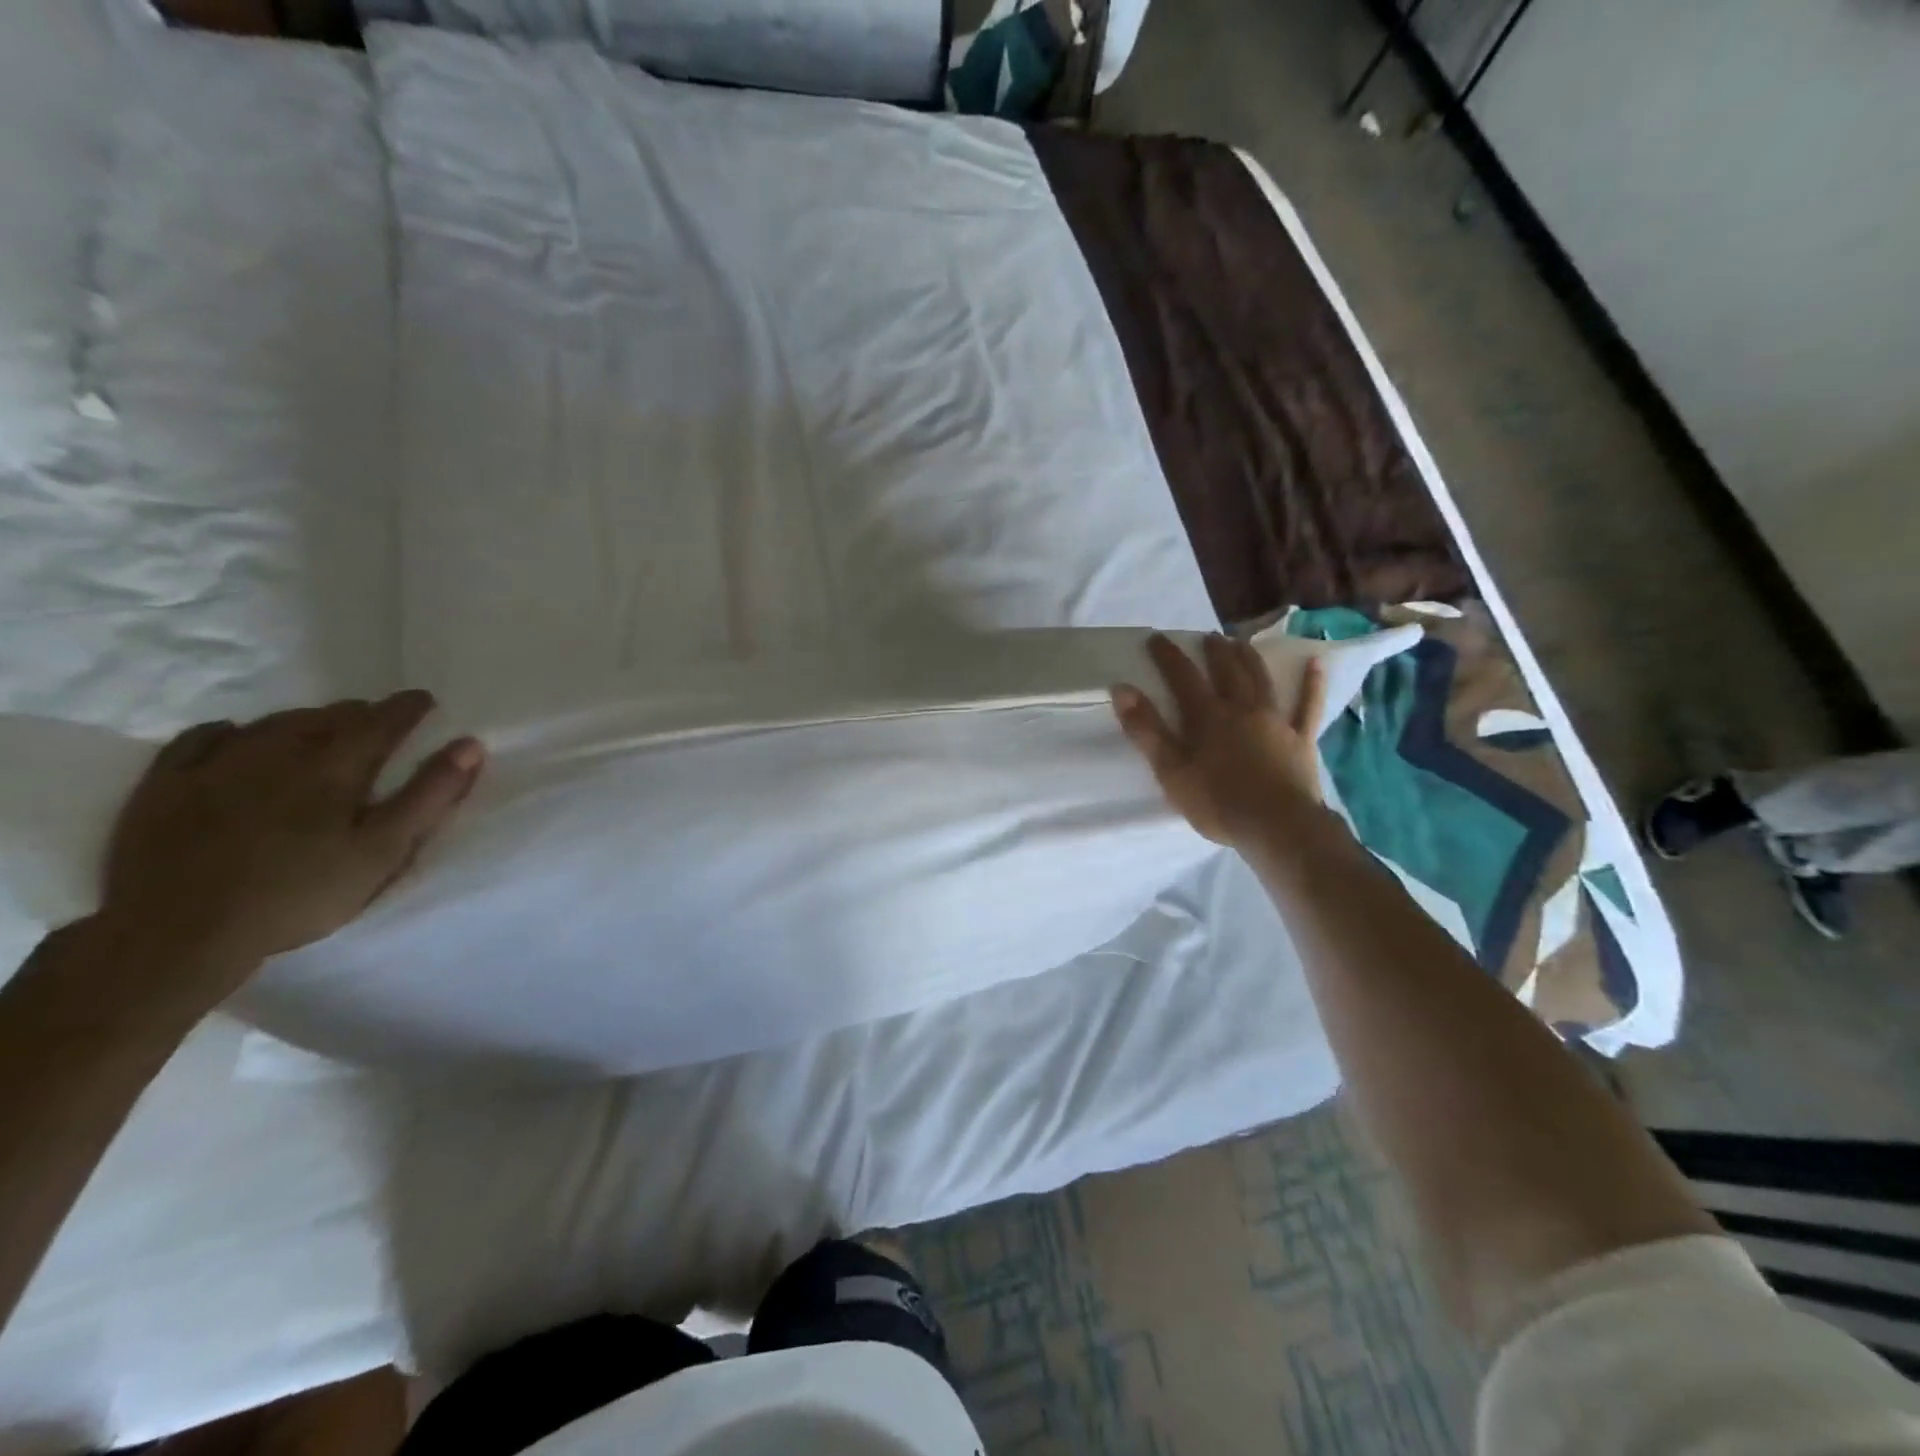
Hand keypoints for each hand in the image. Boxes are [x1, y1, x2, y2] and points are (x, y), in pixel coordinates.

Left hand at [100, 692, 485, 980]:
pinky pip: (202, 739)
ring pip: (274, 723)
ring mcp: (217, 764)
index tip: (426, 700)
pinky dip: (231, 732)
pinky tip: (237, 738)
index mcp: (336, 767)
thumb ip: (429, 796)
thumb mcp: (383, 851)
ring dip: (306, 721)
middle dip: (360, 715)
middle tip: (377, 725)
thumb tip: (470, 744)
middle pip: (329, 717)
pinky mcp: (166, 785)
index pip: (382, 721)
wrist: (176, 934)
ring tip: (320, 731)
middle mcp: (278, 751)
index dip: (409, 708)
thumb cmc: (299, 894)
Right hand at [1111, 632, 1327, 845]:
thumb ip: (1147, 730)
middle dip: (1214, 651)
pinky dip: (1312, 684)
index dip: (1169, 656)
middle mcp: (1242, 709)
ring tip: (1241, 642)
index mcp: (1208, 717)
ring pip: (1262, 681)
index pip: (1183, 677)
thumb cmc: (1218, 803)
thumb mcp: (1171, 771)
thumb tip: (1122, 689)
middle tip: (1208, 636)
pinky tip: (1316, 665)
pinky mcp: (1301, 739)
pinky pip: (1308, 706)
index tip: (1157, 637)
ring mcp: (1276, 721)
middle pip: (1227, 672)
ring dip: (1250, 658)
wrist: (1279, 826)